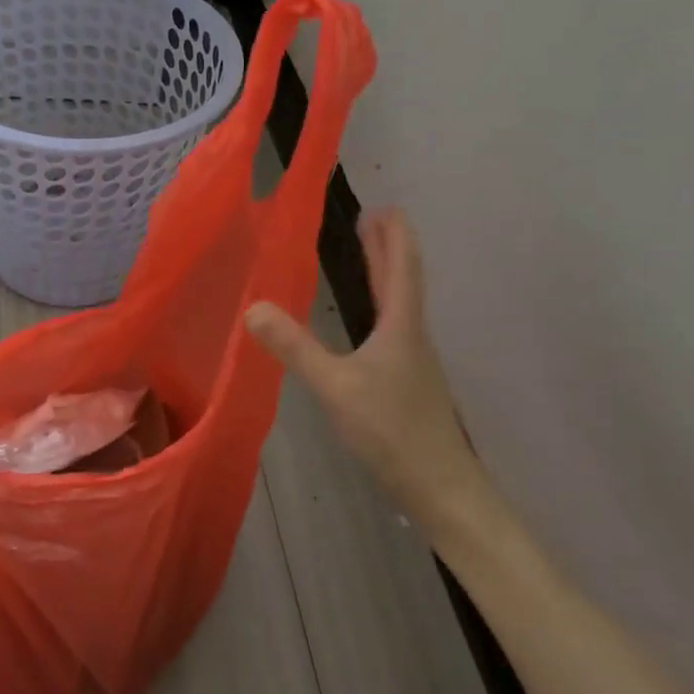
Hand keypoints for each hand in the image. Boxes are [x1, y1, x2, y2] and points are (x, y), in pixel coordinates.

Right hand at [245, 209, 491, 534]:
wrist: (440, 488)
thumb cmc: (392, 430)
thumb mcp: (336, 386)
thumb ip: (295, 347)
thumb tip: (252, 308)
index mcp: (401, 326)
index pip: (402, 267)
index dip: (394, 235)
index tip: (383, 206)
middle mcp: (411, 336)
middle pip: (402, 280)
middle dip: (386, 247)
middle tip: (370, 218)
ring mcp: (412, 360)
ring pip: (398, 304)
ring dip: (383, 274)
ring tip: (365, 254)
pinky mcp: (406, 382)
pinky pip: (391, 328)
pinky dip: (378, 305)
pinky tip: (364, 320)